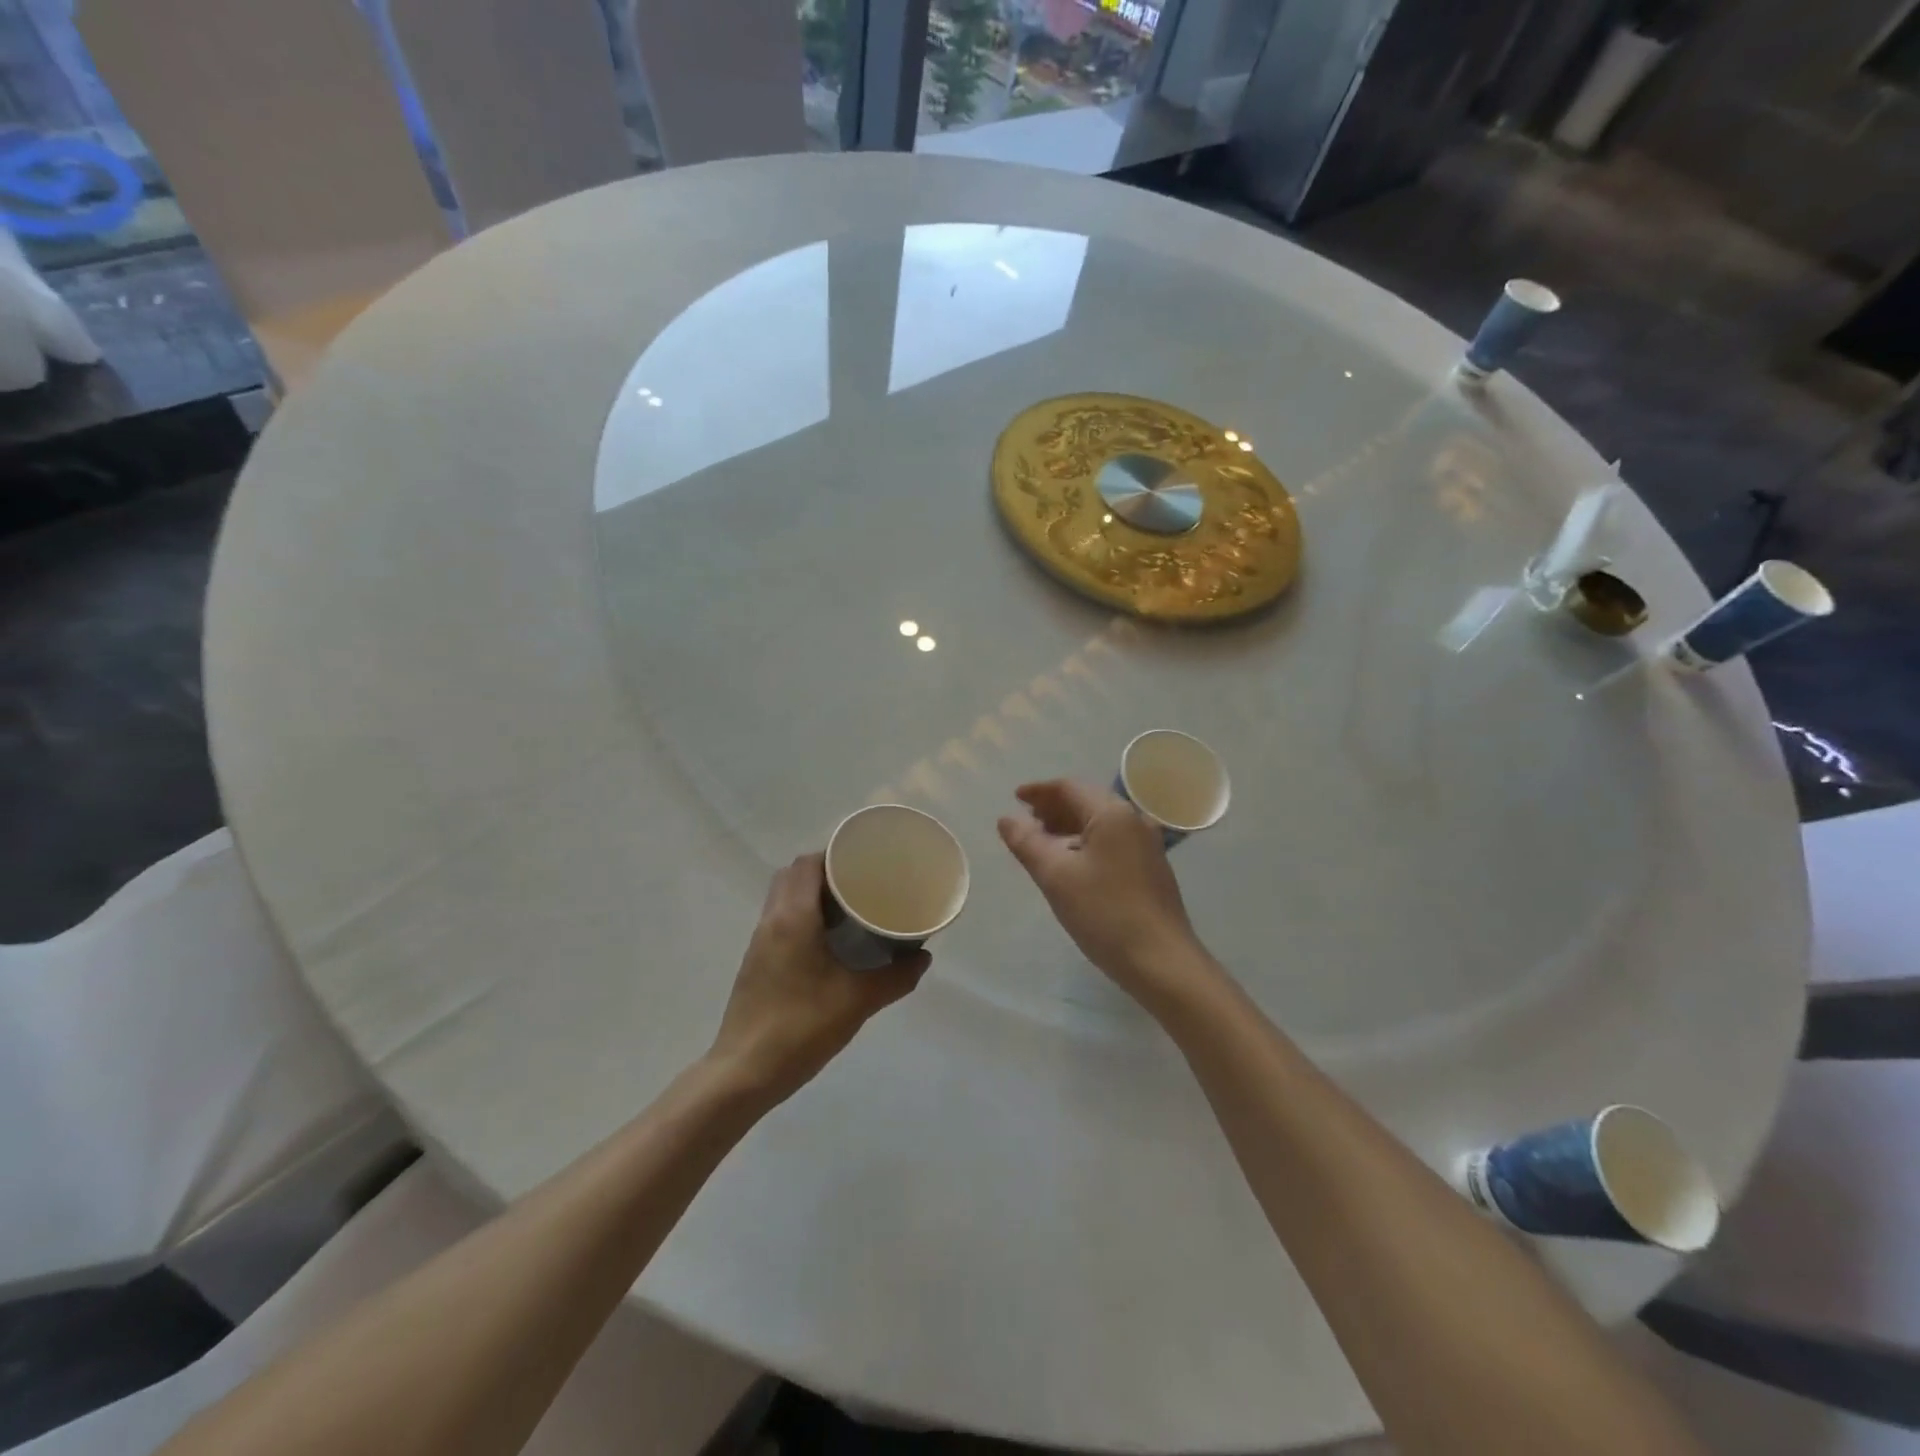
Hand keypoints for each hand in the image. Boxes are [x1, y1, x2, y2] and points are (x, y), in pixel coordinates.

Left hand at [708, 853, 927, 1105]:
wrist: (744, 1074)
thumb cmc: (801, 1028)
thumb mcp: (857, 1001)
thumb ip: (895, 977)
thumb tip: (923, 958)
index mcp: (793, 917)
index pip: (808, 864)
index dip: (836, 855)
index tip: (866, 862)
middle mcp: (771, 921)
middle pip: (794, 875)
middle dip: (826, 871)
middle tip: (861, 883)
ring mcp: (759, 943)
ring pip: (783, 898)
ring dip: (812, 894)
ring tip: (850, 909)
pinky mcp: (756, 963)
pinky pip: (780, 920)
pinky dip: (803, 915)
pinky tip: (828, 941)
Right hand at [997, 780, 1212, 1008]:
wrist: (1162, 961)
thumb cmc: (1105, 913)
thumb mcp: (1056, 876)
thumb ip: (1027, 843)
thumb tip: (1007, 819)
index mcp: (1112, 814)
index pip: (1070, 788)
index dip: (1039, 791)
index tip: (1015, 798)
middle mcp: (1134, 820)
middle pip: (1087, 801)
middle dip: (1054, 807)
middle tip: (1025, 820)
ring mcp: (1147, 845)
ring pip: (1100, 823)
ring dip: (1069, 826)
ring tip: (1042, 841)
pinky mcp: (1151, 868)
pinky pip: (1112, 841)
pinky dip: (1086, 842)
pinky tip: (1071, 863)